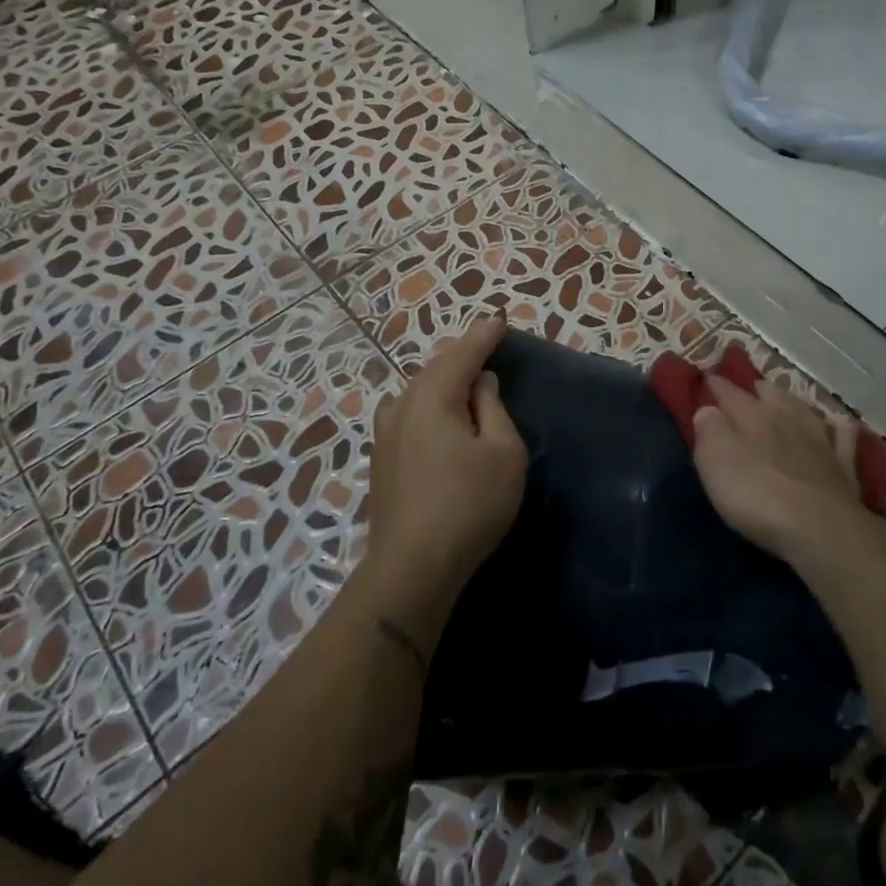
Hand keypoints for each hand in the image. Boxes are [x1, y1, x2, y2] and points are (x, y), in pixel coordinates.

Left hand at [366, 316, 527, 610]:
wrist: (412, 566)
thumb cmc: (469, 504)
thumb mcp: (503, 452)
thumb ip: (494, 409)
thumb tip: (480, 383)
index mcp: (432, 397)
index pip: (462, 354)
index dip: (484, 336)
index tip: (499, 319)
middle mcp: (401, 406)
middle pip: (434, 369)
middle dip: (460, 354)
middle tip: (484, 344)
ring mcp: (385, 434)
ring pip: (417, 392)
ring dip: (442, 380)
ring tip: (463, 377)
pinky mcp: (381, 460)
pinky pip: (409, 414)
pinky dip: (429, 403)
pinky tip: (436, 415)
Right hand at [692, 377, 868, 561]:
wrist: (821, 529)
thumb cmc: (757, 495)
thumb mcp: (716, 462)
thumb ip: (709, 431)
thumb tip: (707, 410)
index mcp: (753, 416)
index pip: (730, 393)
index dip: (717, 384)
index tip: (707, 377)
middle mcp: (789, 419)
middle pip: (771, 394)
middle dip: (756, 388)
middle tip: (747, 389)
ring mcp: (821, 441)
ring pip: (805, 410)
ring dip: (792, 402)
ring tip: (784, 400)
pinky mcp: (844, 467)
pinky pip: (843, 438)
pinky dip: (838, 429)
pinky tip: (838, 427)